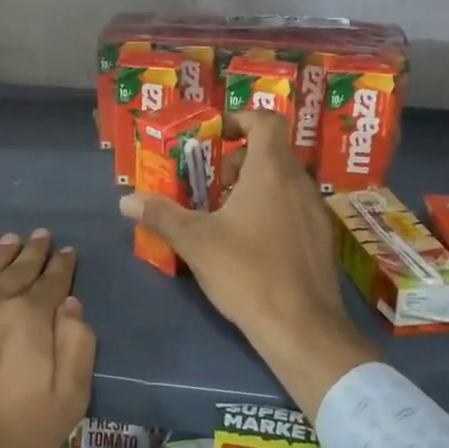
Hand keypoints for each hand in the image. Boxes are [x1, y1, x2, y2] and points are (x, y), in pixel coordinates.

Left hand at [0, 230, 95, 447]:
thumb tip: (71, 304)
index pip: (52, 282)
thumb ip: (77, 348)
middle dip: (33, 252)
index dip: (62, 266)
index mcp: (28, 318)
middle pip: (17, 269)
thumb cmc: (9, 440)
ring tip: (11, 240)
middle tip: (42, 236)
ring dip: (0, 255)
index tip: (67, 252)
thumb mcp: (66, 405)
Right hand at [119, 110, 376, 418]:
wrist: (303, 329)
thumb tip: (126, 199)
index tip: (216, 135)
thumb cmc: (247, 272)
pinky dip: (272, 210)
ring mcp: (316, 213)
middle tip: (210, 184)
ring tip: (225, 215)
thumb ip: (161, 215)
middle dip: (238, 161)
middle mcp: (299, 183)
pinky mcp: (322, 241)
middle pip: (271, 152)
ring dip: (255, 187)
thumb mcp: (195, 241)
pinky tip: (251, 244)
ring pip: (284, 182)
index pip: (265, 121)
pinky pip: (295, 208)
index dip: (240, 119)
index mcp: (271, 171)